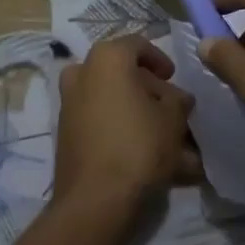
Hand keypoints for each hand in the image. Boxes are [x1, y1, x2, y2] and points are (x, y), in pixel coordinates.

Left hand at [53, 36, 200, 222]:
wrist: (95, 200)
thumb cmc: (138, 145)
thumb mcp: (173, 118)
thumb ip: (178, 100)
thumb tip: (177, 98)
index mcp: (107, 58)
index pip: (138, 45)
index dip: (160, 60)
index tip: (174, 78)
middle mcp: (82, 73)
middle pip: (123, 75)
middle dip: (151, 93)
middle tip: (173, 112)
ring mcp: (69, 105)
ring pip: (113, 102)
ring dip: (139, 116)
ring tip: (168, 143)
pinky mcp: (66, 134)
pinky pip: (101, 124)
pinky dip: (123, 133)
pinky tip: (150, 159)